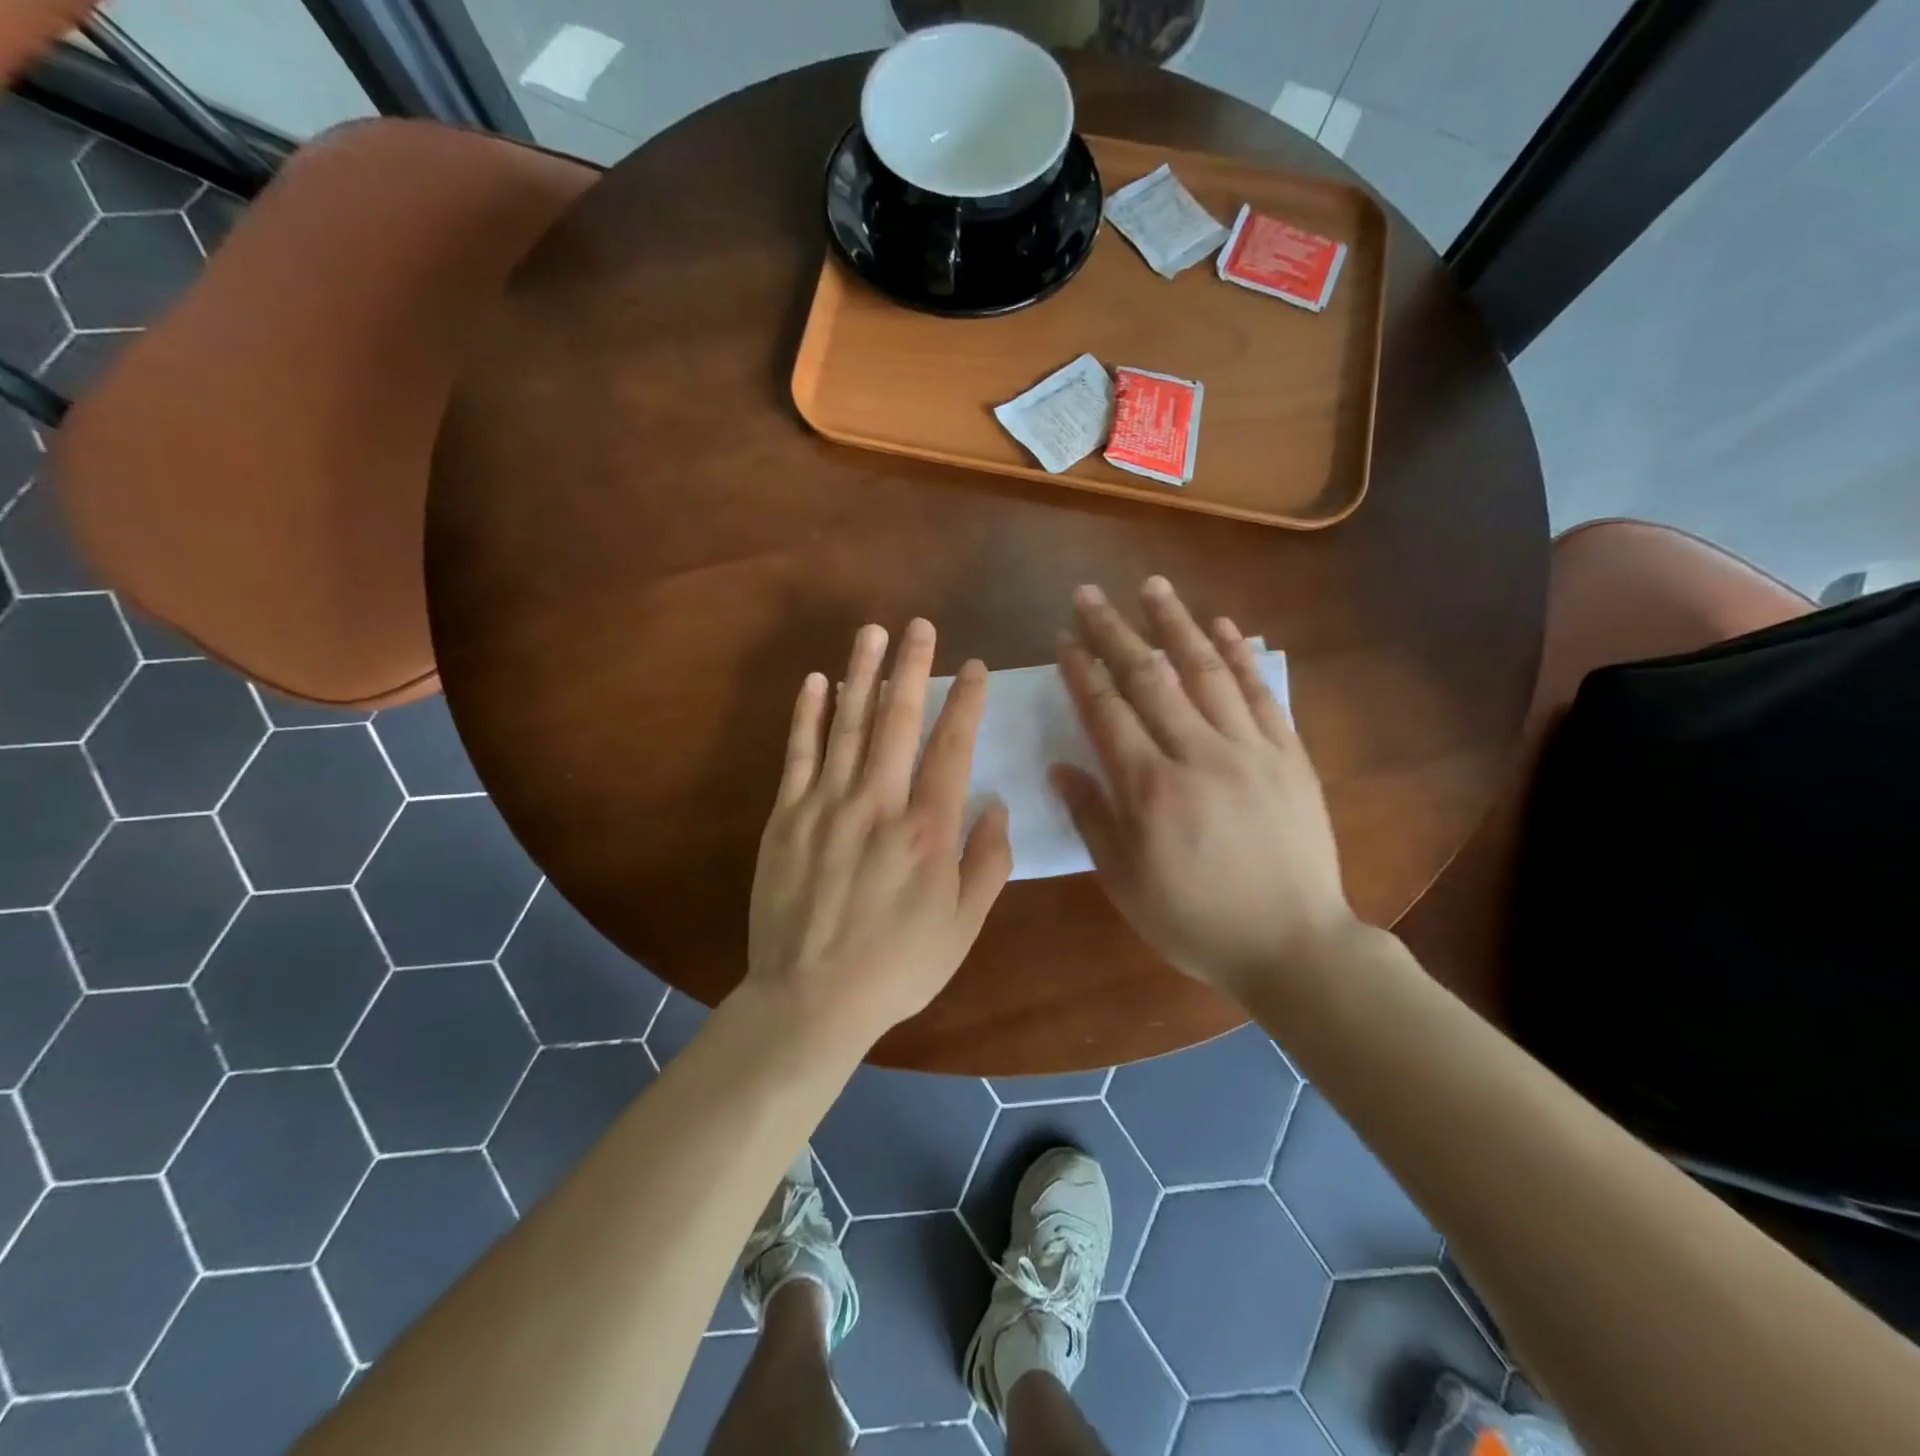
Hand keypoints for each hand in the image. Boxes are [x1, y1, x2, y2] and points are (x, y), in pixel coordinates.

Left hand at [746, 618, 1012, 1044]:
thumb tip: (996, 806)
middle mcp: (879, 804)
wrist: (812, 998)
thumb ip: (986, 864)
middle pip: (898, 721)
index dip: (965, 702)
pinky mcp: (787, 817)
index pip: (952, 748)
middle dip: (912, 667)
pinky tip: (817, 682)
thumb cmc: (897, 967)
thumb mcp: (962, 927)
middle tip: (920, 626)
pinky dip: (807, 715)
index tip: (974, 668)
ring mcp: (826, 805)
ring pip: (847, 725)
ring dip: (861, 673)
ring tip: (871, 632)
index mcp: (927, 831)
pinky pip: (798, 754)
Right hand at [1052, 578, 1359, 999]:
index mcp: (1151, 789)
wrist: (1293, 944)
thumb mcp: (1126, 883)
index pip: (1107, 712)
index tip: (1065, 637)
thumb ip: (1092, 819)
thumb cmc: (1196, 921)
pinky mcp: (1288, 754)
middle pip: (1149, 678)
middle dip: (1114, 631)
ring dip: (1176, 623)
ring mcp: (1249, 749)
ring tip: (1152, 586)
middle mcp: (1197, 754)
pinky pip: (1261, 692)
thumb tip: (1062, 767)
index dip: (1082, 670)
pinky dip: (1239, 655)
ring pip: (1206, 671)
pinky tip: (1221, 625)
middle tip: (1089, 594)